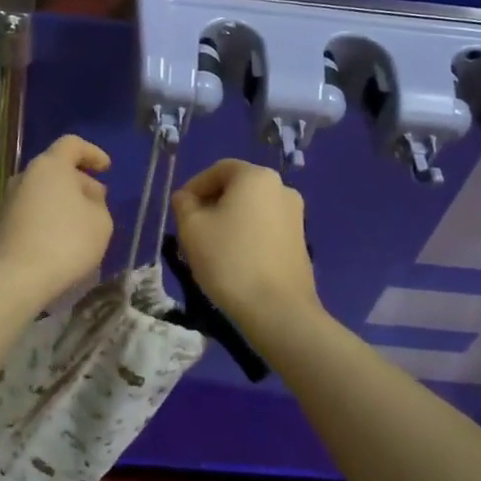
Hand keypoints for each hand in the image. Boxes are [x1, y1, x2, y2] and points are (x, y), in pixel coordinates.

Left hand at [0, 135, 113, 305]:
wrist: (15, 278)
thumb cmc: (66, 241)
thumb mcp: (101, 222)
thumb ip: (97, 203)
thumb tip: (85, 198)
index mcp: (50, 166)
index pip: (71, 144)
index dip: (92, 153)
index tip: (106, 168)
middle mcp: (25, 176)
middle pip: (56, 169)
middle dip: (79, 181)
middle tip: (98, 202)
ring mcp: (9, 201)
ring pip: (43, 192)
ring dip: (63, 202)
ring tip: (83, 224)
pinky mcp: (2, 225)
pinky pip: (32, 213)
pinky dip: (48, 219)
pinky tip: (61, 241)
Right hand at [170, 160, 319, 322]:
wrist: (278, 310)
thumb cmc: (229, 260)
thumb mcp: (192, 228)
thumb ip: (184, 205)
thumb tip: (186, 198)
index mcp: (256, 177)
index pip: (218, 170)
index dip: (194, 187)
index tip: (180, 210)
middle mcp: (282, 188)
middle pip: (237, 188)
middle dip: (211, 204)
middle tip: (192, 229)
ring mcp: (296, 216)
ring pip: (251, 209)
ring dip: (229, 221)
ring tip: (210, 247)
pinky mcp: (300, 242)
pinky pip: (265, 228)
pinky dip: (247, 235)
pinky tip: (234, 260)